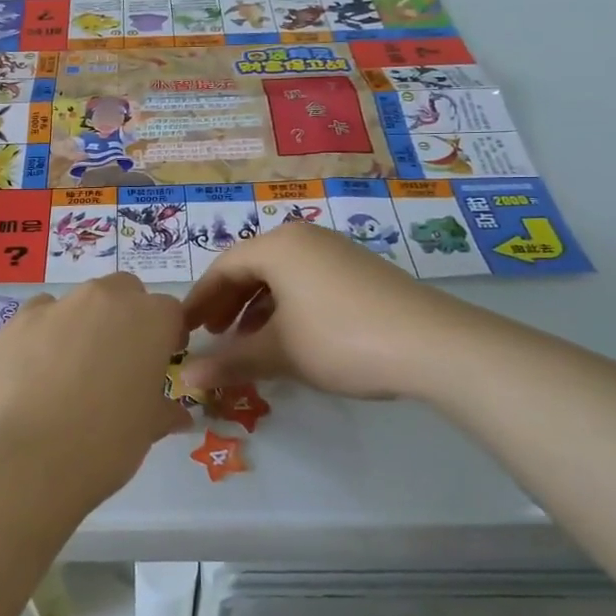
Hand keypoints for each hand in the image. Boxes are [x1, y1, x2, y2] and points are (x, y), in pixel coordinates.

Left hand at [0, 275, 192, 506]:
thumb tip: (176, 414)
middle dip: (126, 318)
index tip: (159, 364)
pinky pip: (39, 317)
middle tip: (117, 363)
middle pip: (124, 292)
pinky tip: (35, 373)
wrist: (22, 457)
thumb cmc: (103, 444)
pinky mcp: (15, 322)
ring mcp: (56, 306)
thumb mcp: (146, 432)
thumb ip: (162, 411)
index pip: (169, 312)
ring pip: (79, 302)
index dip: (166, 337)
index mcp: (149, 320)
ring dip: (83, 324)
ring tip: (70, 373)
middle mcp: (104, 299)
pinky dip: (43, 335)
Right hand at [182, 222, 489, 401]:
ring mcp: (337, 252)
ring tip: (246, 342)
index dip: (199, 300)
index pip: (223, 267)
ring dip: (257, 308)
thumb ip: (229, 361)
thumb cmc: (340, 339)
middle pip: (251, 267)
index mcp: (278, 246)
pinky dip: (287, 307)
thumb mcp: (279, 353)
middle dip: (227, 303)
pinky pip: (307, 282)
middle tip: (210, 335)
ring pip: (281, 276)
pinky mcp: (361, 271)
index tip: (183, 329)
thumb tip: (186, 378)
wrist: (433, 344)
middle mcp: (305, 238)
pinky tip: (289, 338)